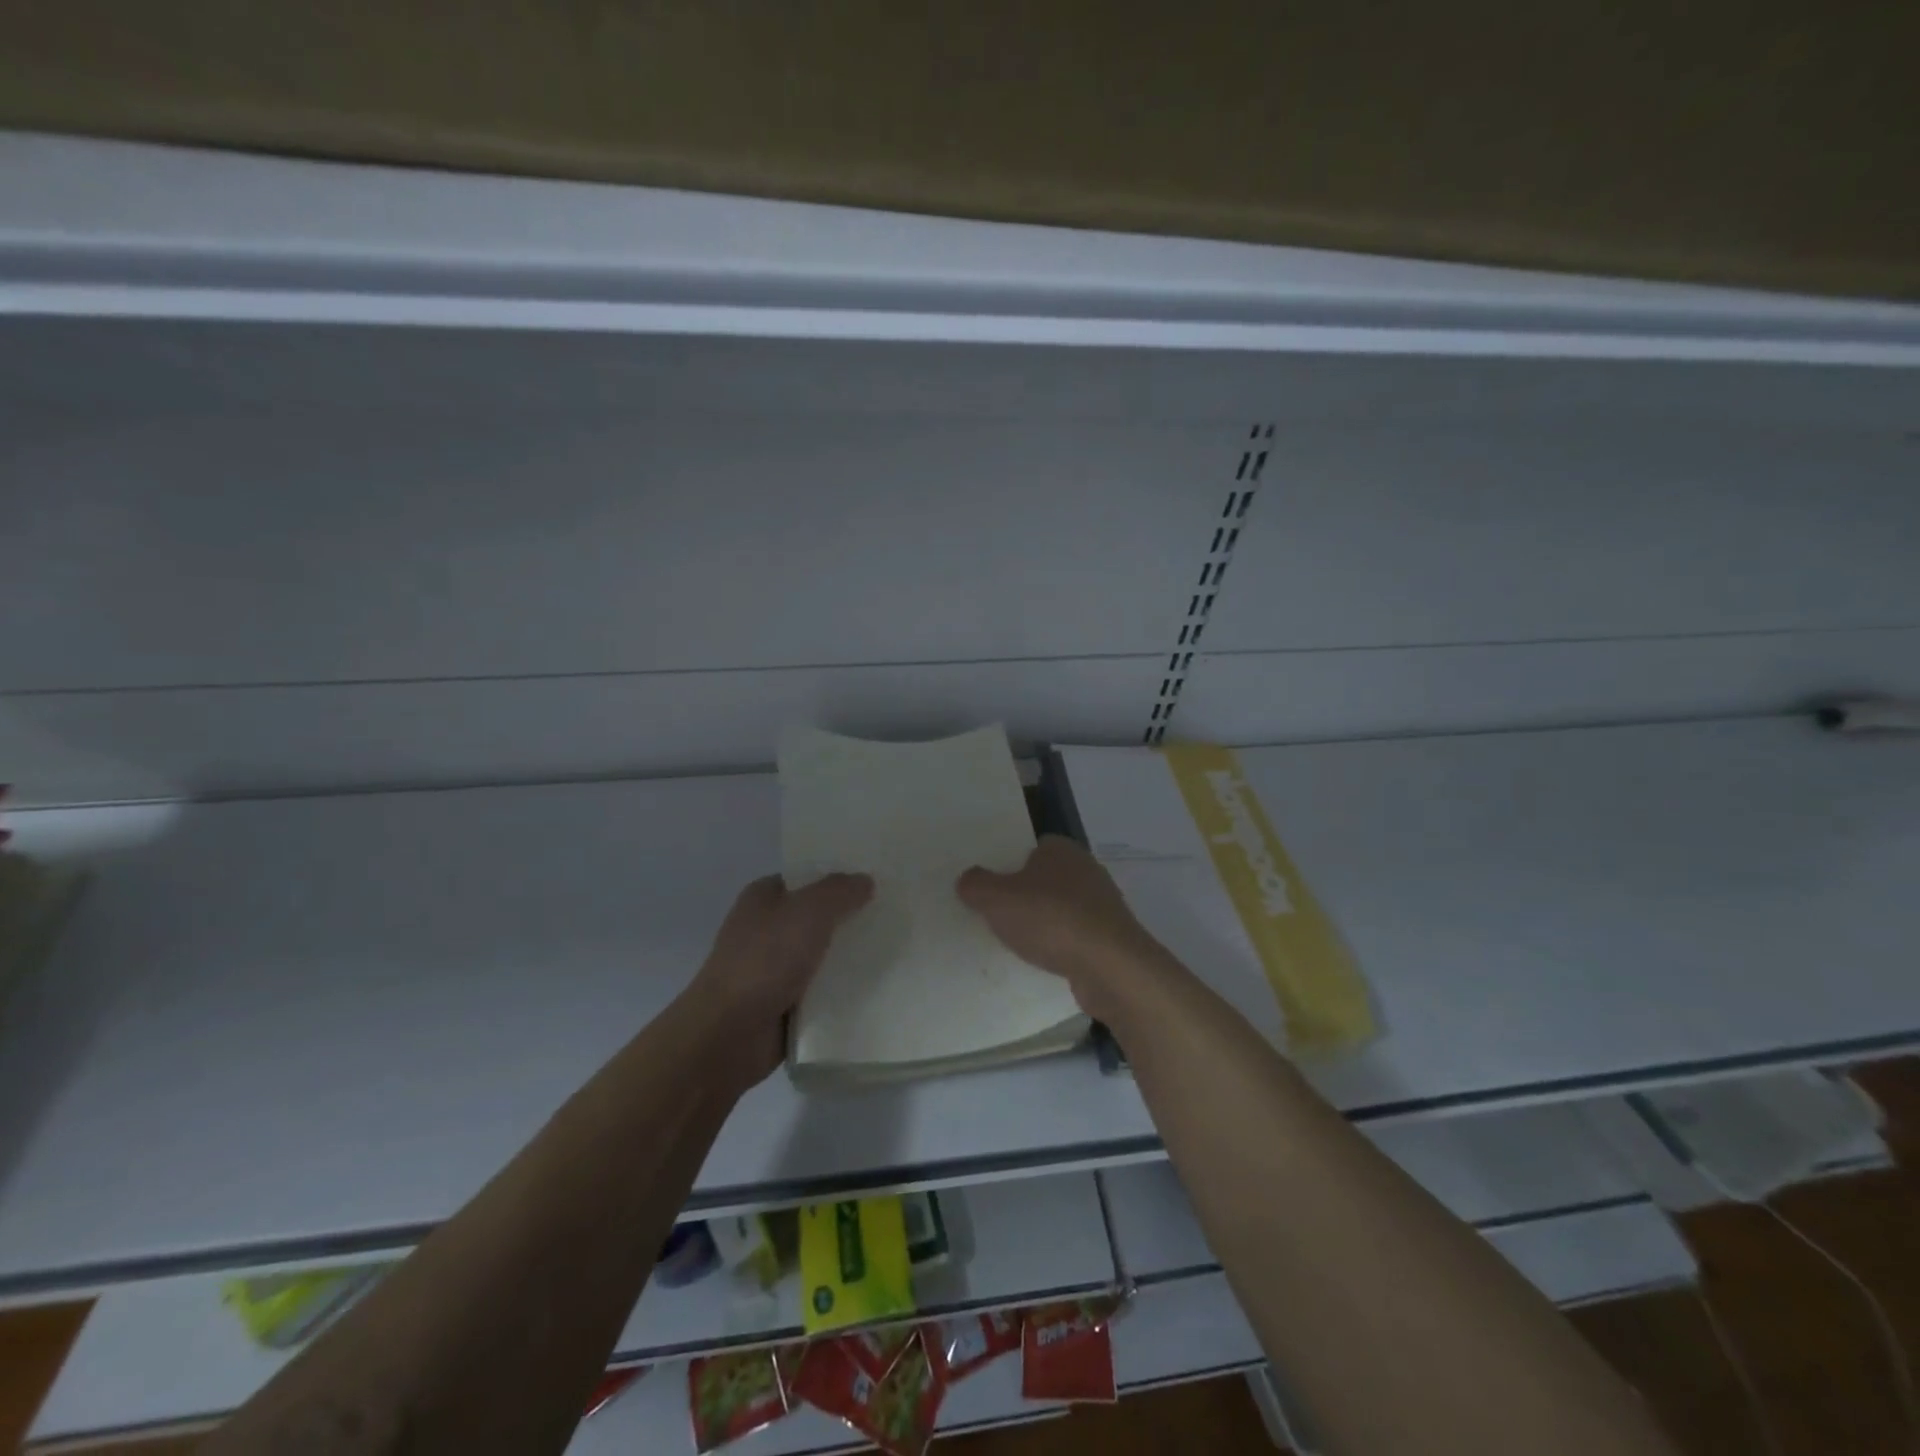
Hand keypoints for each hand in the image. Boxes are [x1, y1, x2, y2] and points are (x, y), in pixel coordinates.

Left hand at [689, 872, 872, 1085]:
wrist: (729, 1033)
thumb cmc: (766, 960)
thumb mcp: (809, 911)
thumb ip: (840, 891)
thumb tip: (865, 881)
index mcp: (762, 898)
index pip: (806, 878)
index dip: (838, 877)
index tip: (876, 881)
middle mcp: (765, 928)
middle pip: (816, 916)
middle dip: (849, 917)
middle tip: (893, 915)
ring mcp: (771, 968)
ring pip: (821, 954)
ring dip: (848, 957)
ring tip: (893, 950)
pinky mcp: (781, 1003)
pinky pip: (819, 989)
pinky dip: (839, 990)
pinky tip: (874, 987)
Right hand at [957, 836, 1164, 1017]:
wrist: (1110, 966)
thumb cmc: (1051, 919)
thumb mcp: (997, 899)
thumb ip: (976, 885)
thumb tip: (968, 879)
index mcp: (1061, 849)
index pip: (1032, 848)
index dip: (1010, 864)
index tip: (992, 887)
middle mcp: (1087, 869)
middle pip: (1047, 879)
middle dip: (1027, 896)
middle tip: (999, 916)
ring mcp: (1103, 904)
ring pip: (1063, 909)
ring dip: (1045, 924)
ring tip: (1019, 944)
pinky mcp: (1112, 937)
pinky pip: (1077, 937)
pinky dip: (1062, 947)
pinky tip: (1047, 963)